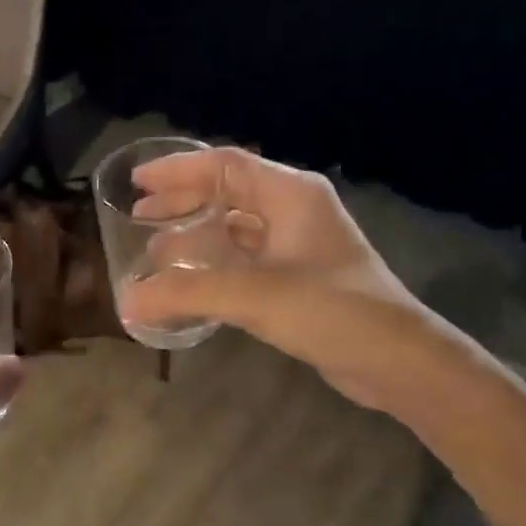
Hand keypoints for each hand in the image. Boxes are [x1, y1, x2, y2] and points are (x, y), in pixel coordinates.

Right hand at [119, 147, 437, 409]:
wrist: (398, 360)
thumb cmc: (331, 310)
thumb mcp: (253, 296)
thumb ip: (186, 294)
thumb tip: (127, 302)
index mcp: (290, 194)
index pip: (225, 165)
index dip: (177, 169)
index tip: (137, 183)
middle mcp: (294, 211)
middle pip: (228, 193)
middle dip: (183, 202)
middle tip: (139, 216)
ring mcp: (299, 246)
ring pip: (236, 229)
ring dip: (197, 236)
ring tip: (156, 251)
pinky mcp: (299, 280)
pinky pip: (246, 260)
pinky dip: (215, 266)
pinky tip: (191, 284)